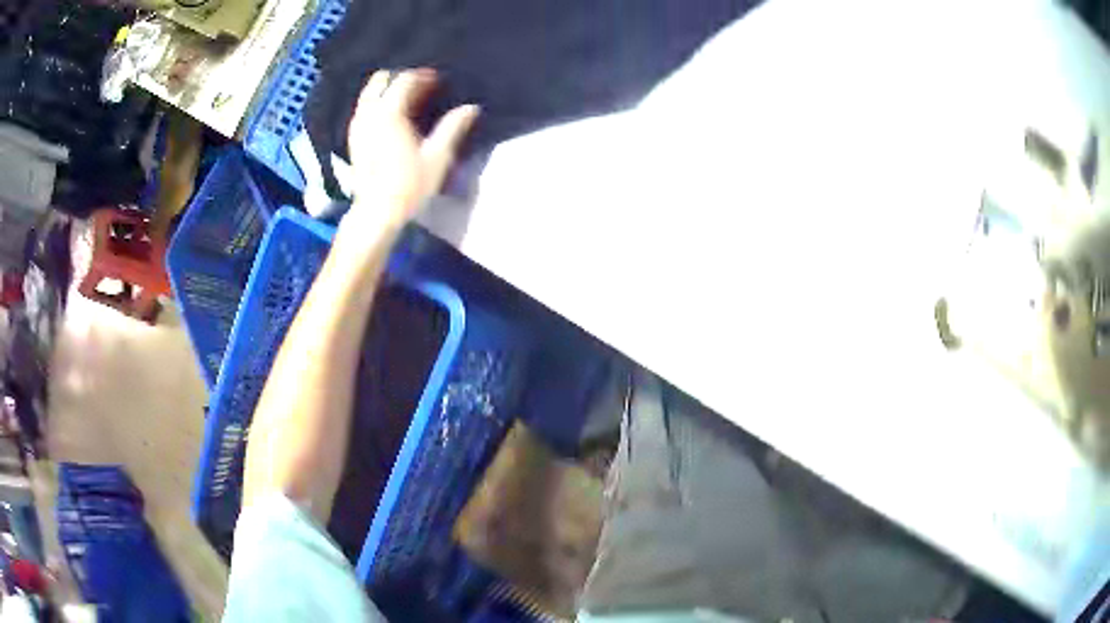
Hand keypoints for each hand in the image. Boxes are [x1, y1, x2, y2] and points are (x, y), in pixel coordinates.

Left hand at [345, 68, 478, 231]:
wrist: (377, 212)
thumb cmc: (409, 185)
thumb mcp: (437, 157)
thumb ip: (453, 127)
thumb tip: (471, 108)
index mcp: (390, 114)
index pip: (404, 80)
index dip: (423, 75)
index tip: (439, 79)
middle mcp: (369, 114)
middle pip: (381, 80)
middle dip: (400, 77)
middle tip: (421, 85)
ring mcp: (357, 125)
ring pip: (368, 93)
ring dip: (386, 89)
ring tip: (406, 98)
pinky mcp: (353, 138)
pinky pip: (363, 108)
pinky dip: (376, 102)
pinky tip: (390, 115)